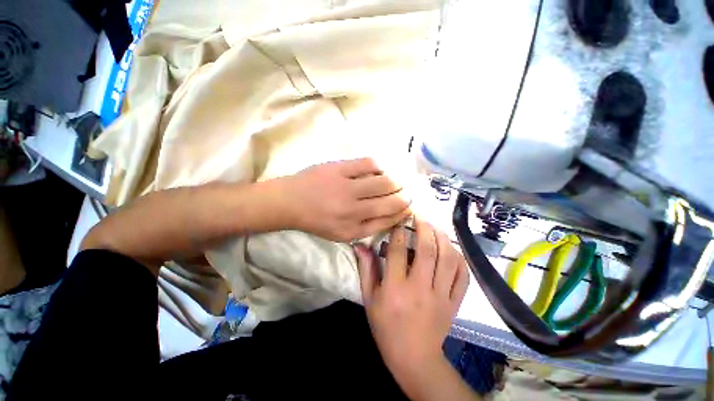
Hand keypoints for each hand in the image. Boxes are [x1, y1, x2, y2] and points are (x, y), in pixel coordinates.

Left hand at [279, 158, 410, 241]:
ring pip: (385, 181)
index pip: (389, 220)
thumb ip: (367, 228)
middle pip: (392, 201)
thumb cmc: (317, 220)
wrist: (290, 202)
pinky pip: (369, 163)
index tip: (410, 206)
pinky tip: (382, 168)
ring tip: (400, 179)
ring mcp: (346, 188)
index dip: (404, 212)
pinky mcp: (339, 169)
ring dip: (398, 180)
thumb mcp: (341, 234)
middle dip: (406, 196)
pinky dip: (381, 165)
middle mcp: (353, 211)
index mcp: (353, 230)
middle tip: (409, 191)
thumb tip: (392, 215)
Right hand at [354, 218, 469, 387]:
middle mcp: (420, 288)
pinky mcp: (454, 303)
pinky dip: (460, 259)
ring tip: (435, 227)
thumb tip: (360, 245)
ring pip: (448, 259)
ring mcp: (441, 296)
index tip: (399, 220)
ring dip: (443, 238)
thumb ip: (366, 269)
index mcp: (395, 288)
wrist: (414, 358)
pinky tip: (452, 249)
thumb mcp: (369, 299)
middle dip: (424, 227)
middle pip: (427, 250)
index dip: (399, 231)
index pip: (398, 251)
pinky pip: (462, 276)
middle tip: (420, 216)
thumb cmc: (386, 327)